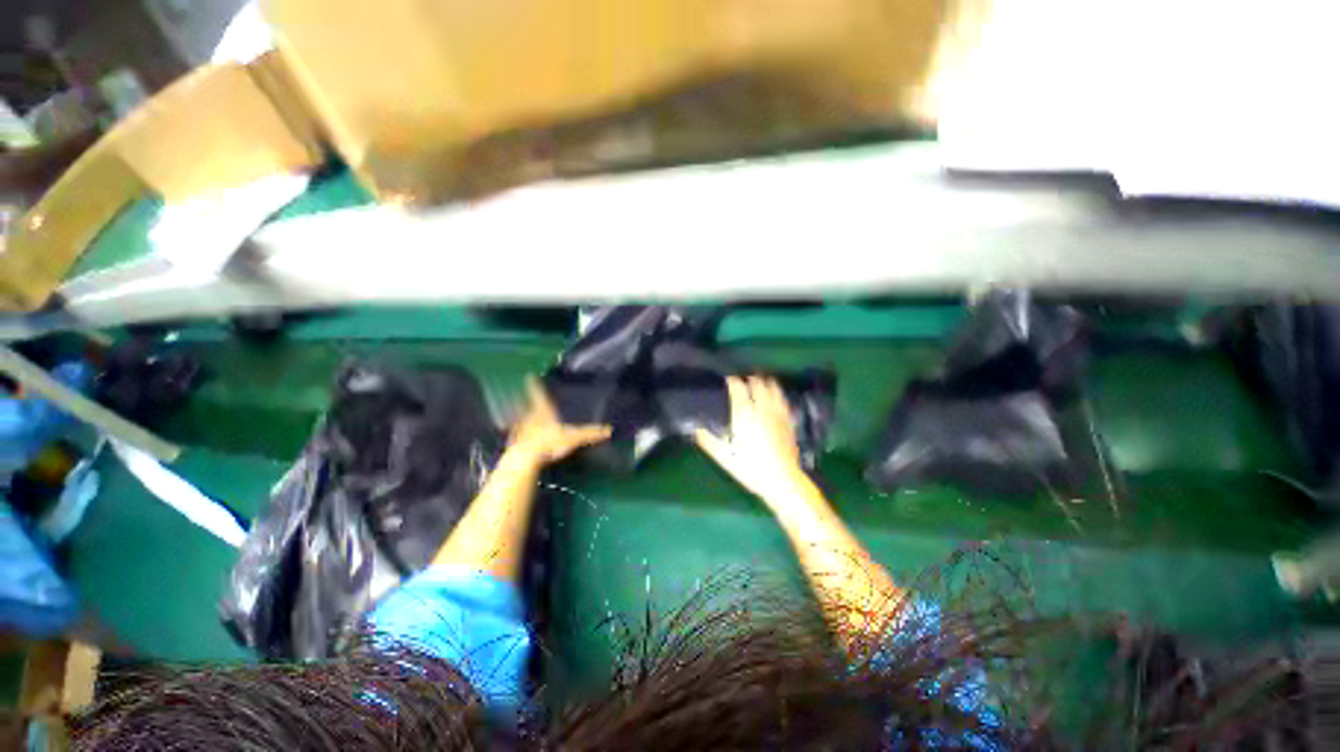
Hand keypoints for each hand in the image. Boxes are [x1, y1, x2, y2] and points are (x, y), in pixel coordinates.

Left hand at [508, 378, 610, 465]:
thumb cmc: (550, 442)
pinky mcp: (515, 441)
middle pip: (526, 403)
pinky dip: (517, 433)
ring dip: (519, 415)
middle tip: (524, 395)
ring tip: (520, 415)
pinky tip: (518, 437)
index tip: (529, 376)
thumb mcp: (574, 437)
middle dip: (525, 399)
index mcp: (543, 410)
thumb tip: (608, 429)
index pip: (538, 393)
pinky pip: (516, 434)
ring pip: (519, 418)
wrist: (525, 457)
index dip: (534, 385)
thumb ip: (590, 433)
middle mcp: (529, 416)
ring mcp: (520, 428)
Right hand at [695, 376, 813, 506]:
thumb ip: (707, 440)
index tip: (726, 380)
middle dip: (748, 379)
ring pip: (773, 388)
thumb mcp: (723, 456)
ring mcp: (778, 413)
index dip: (731, 380)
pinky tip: (773, 401)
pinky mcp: (789, 421)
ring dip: (764, 383)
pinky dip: (776, 396)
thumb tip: (695, 428)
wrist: (782, 481)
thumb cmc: (750, 468)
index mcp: (745, 413)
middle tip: (741, 383)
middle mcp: (762, 408)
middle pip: (758, 382)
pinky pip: (783, 400)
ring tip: (757, 386)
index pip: (738, 387)